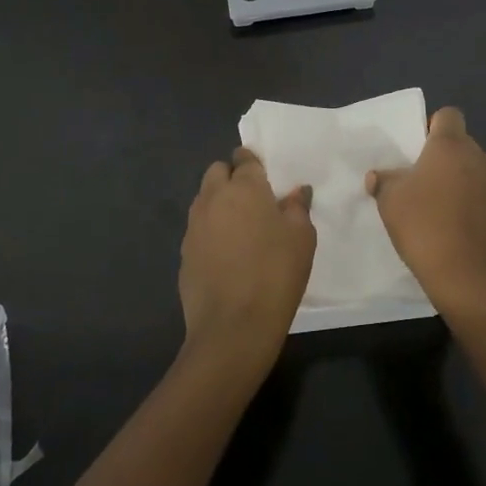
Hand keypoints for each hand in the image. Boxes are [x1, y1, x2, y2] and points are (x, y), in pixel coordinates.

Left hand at [180, 149, 315, 368]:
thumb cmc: (275, 274)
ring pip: (204, 199)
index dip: (253, 162)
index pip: (244, 158)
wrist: (233, 327)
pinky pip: (198, 229)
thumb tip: (296, 191)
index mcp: (244, 187)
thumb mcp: (302, 238)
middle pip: (217, 172)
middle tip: (253, 201)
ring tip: (240, 228)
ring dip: (219, 203)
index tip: (265, 176)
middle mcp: (213, 198)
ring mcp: (194, 226)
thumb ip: (297, 208)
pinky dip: (210, 232)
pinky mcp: (184, 253)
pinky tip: (227, 255)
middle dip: (231, 177)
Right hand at [366, 107, 485, 313]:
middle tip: (423, 180)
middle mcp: (479, 158)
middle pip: (463, 144)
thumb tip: (378, 175)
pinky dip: (474, 205)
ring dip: (462, 181)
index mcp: (451, 145)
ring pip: (477, 171)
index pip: (448, 116)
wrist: (468, 276)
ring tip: (441, 206)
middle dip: (445, 157)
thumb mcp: (390, 201)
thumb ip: (384, 181)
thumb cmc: (424, 226)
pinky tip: (458, 228)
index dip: (432, 126)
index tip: (417, 149)